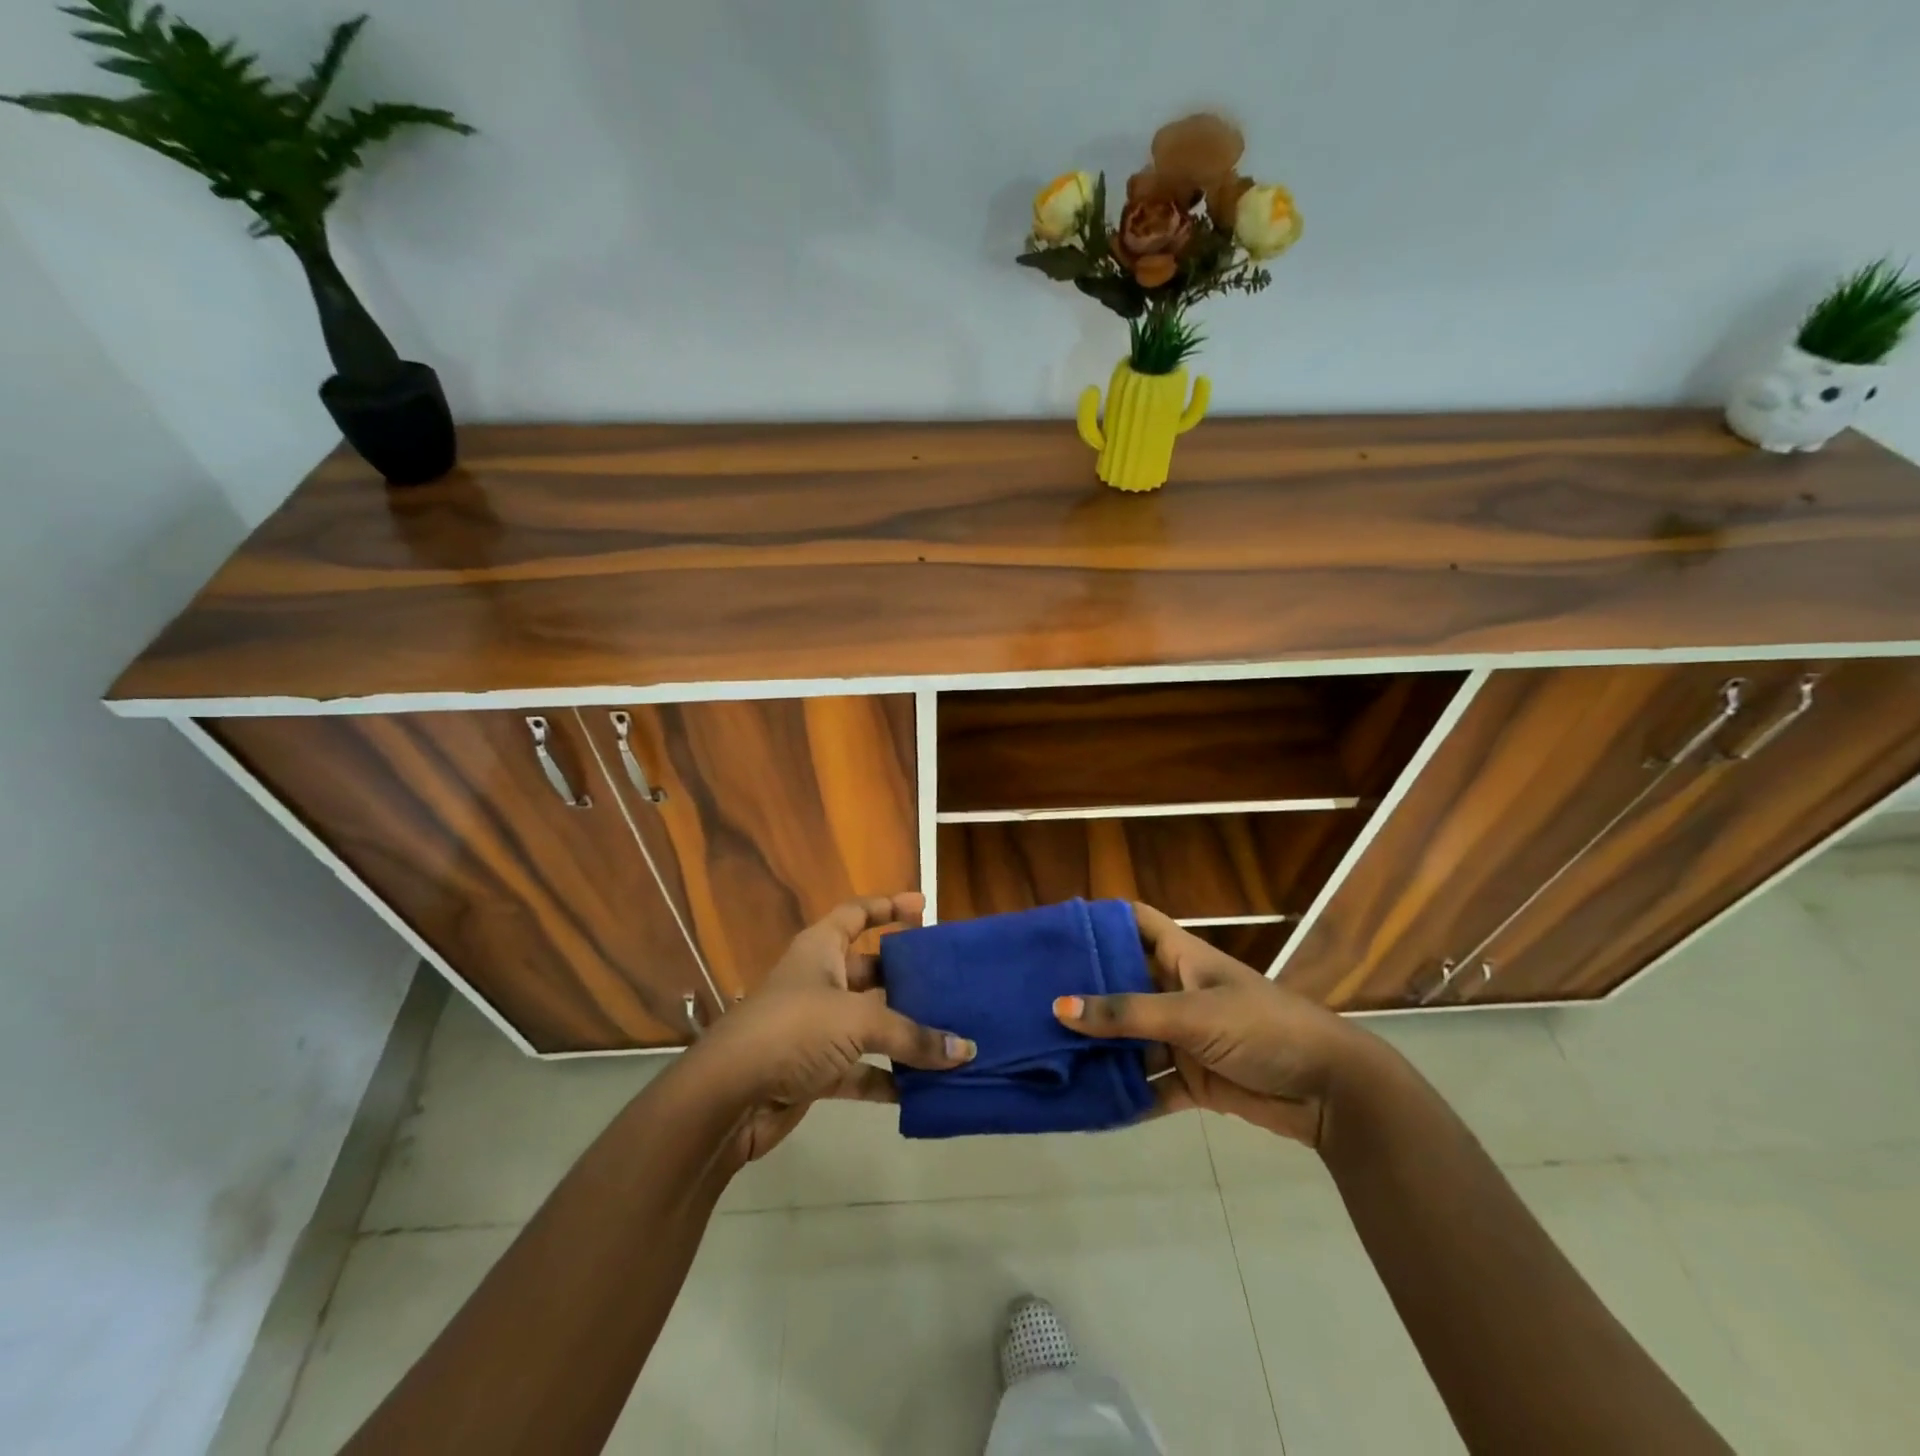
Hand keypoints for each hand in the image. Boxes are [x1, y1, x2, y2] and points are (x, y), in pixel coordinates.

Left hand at [681, 893, 973, 1162]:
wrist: (727, 1098)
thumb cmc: (793, 1030)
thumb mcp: (857, 1021)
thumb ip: (913, 1035)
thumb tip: (966, 1051)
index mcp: (821, 950)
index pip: (856, 913)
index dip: (887, 905)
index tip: (924, 906)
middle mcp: (819, 982)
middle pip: (871, 971)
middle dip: (908, 977)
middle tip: (950, 982)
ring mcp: (815, 1029)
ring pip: (869, 1023)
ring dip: (904, 1033)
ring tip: (949, 1036)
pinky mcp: (814, 1072)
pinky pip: (861, 1070)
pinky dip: (888, 1077)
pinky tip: (922, 1088)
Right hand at [1054, 903, 1374, 1145]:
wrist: (1330, 1091)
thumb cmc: (1263, 1028)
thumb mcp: (1192, 1014)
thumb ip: (1127, 1014)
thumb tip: (1060, 1008)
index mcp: (1182, 958)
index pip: (1134, 922)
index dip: (1100, 921)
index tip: (1054, 930)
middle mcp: (1177, 991)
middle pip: (1122, 982)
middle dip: (1085, 991)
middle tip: (1031, 997)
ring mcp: (1184, 1036)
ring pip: (1130, 1037)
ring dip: (1099, 1047)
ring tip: (1046, 1051)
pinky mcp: (1193, 1078)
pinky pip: (1149, 1083)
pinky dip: (1125, 1093)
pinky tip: (1088, 1102)